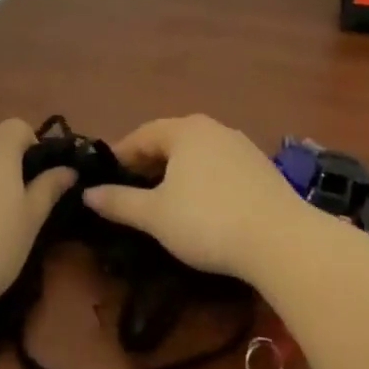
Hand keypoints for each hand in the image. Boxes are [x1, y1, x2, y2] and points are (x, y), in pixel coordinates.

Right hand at [82, 114, 307, 278]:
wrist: (281, 240)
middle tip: (130, 190)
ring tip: (163, 200)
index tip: (105, 179)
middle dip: (148, 163)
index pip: (141, 135)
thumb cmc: (208, 221)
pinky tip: (201, 206)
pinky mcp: (261, 168)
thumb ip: (119, 202)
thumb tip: (87, 194)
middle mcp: (213, 128)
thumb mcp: (155, 216)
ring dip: (176, 172)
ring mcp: (241, 146)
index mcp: (184, 130)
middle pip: (170, 140)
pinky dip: (202, 180)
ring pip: (197, 154)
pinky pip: (219, 166)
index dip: (120, 156)